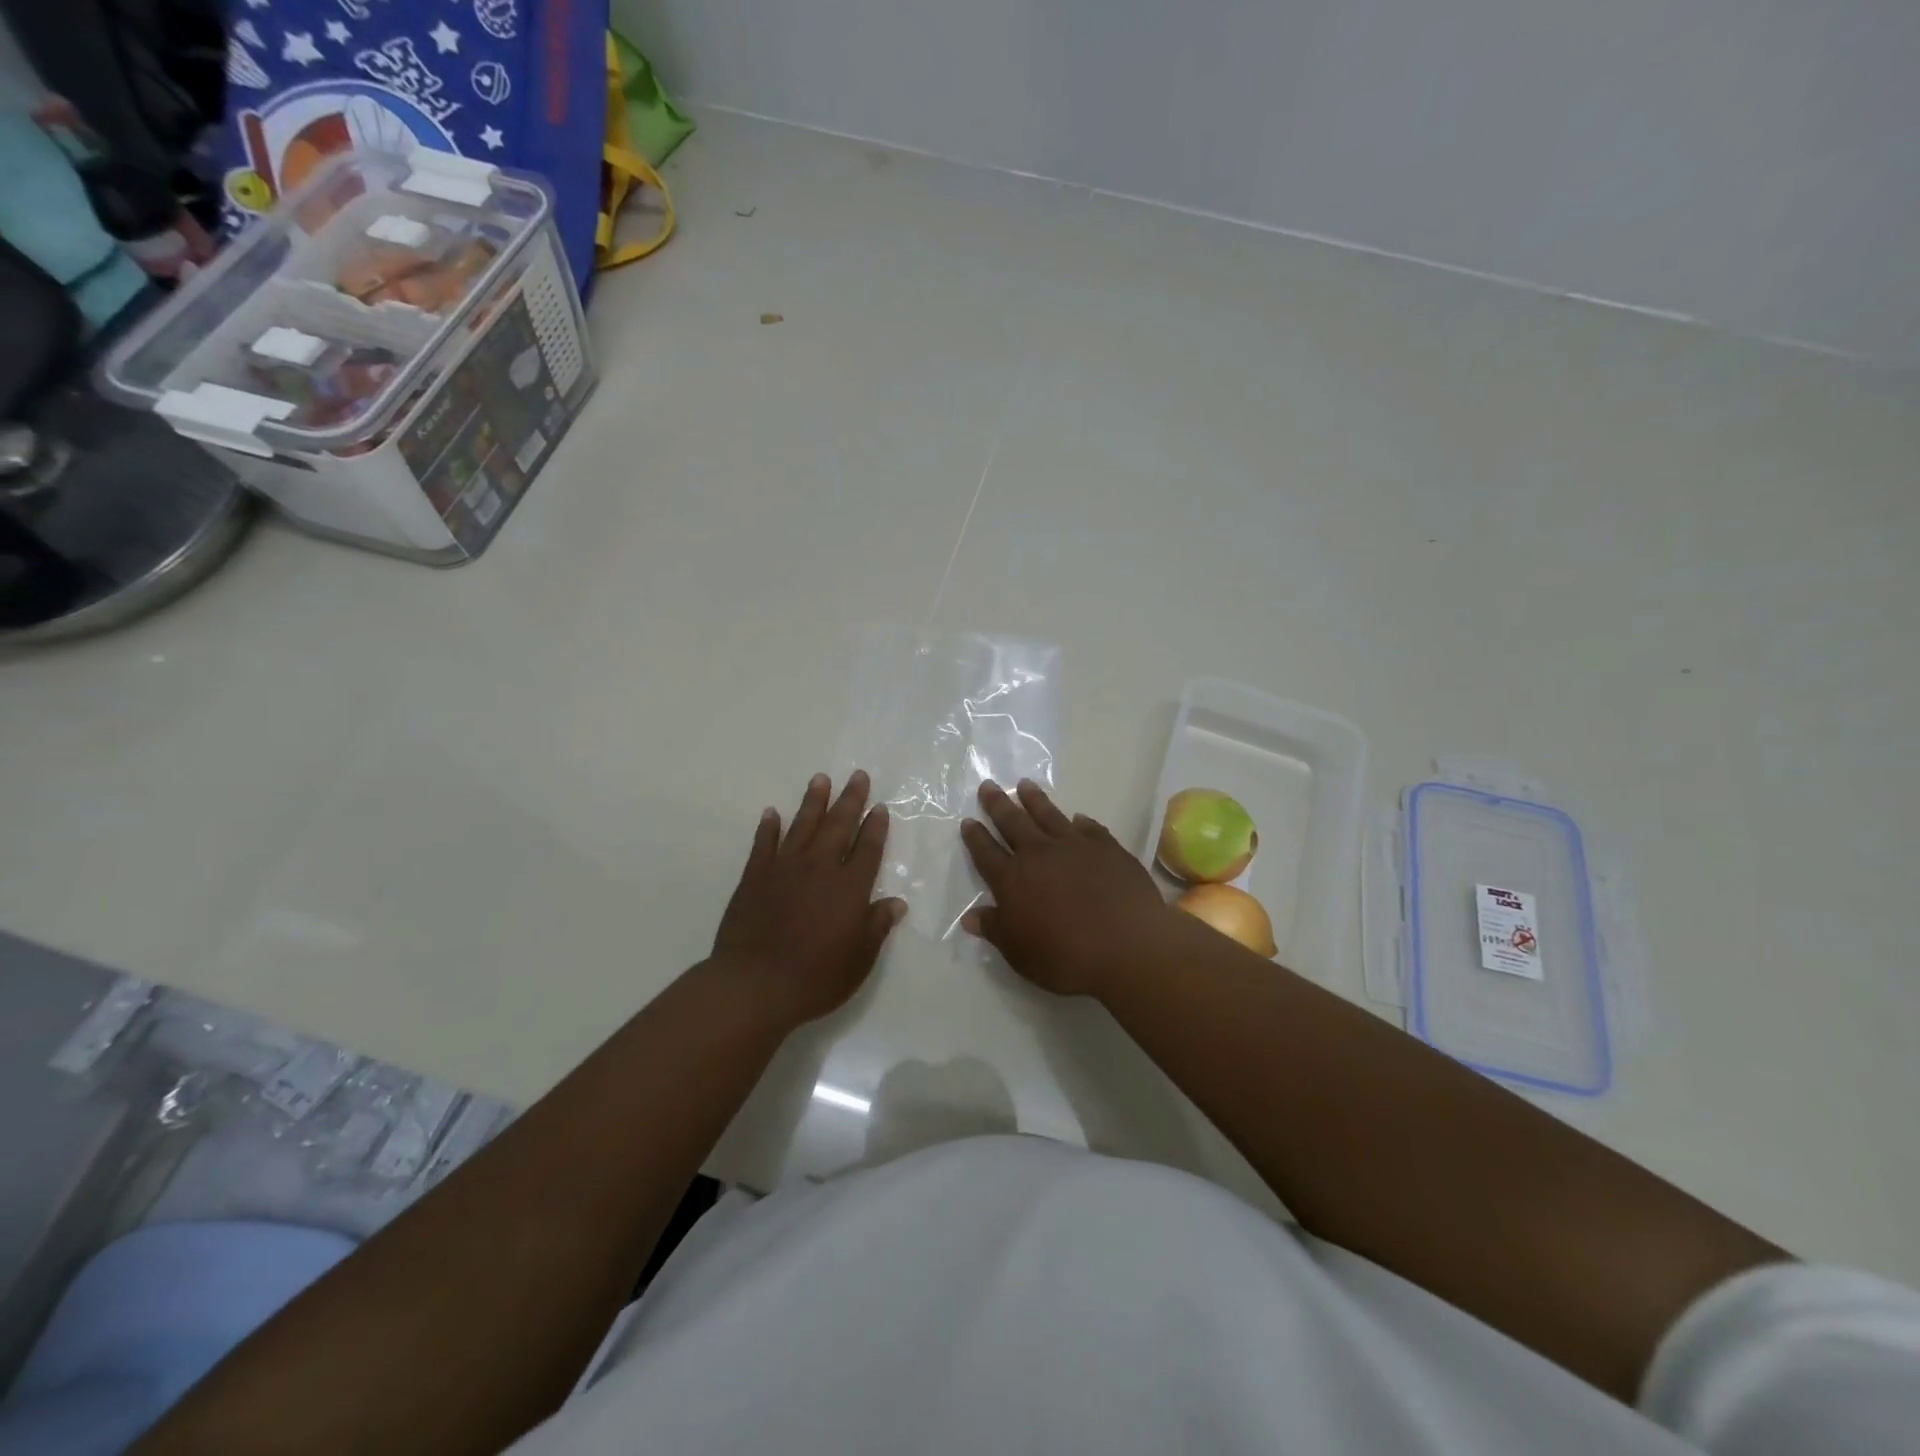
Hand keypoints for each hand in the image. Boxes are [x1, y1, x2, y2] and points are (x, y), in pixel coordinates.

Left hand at [712, 771, 906, 1026]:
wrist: (754, 984)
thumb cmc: (815, 977)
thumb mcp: (859, 959)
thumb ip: (877, 926)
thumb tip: (896, 903)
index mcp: (849, 887)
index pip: (867, 848)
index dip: (875, 827)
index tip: (880, 807)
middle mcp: (819, 868)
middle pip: (838, 826)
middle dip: (850, 799)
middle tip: (857, 775)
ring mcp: (784, 869)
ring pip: (802, 825)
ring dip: (813, 801)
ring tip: (820, 779)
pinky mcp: (754, 877)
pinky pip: (763, 843)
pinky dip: (769, 827)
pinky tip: (772, 813)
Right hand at [959, 779, 1175, 997]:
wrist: (1127, 946)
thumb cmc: (1066, 957)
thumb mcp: (1020, 953)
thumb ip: (995, 930)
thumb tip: (970, 916)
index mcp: (1013, 880)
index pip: (987, 853)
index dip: (976, 837)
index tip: (968, 821)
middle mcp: (1040, 855)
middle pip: (1013, 823)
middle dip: (998, 804)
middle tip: (989, 786)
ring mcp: (1075, 847)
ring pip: (1049, 816)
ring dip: (1035, 800)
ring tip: (1025, 784)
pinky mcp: (1108, 849)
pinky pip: (1090, 829)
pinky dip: (1081, 822)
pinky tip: (1078, 818)